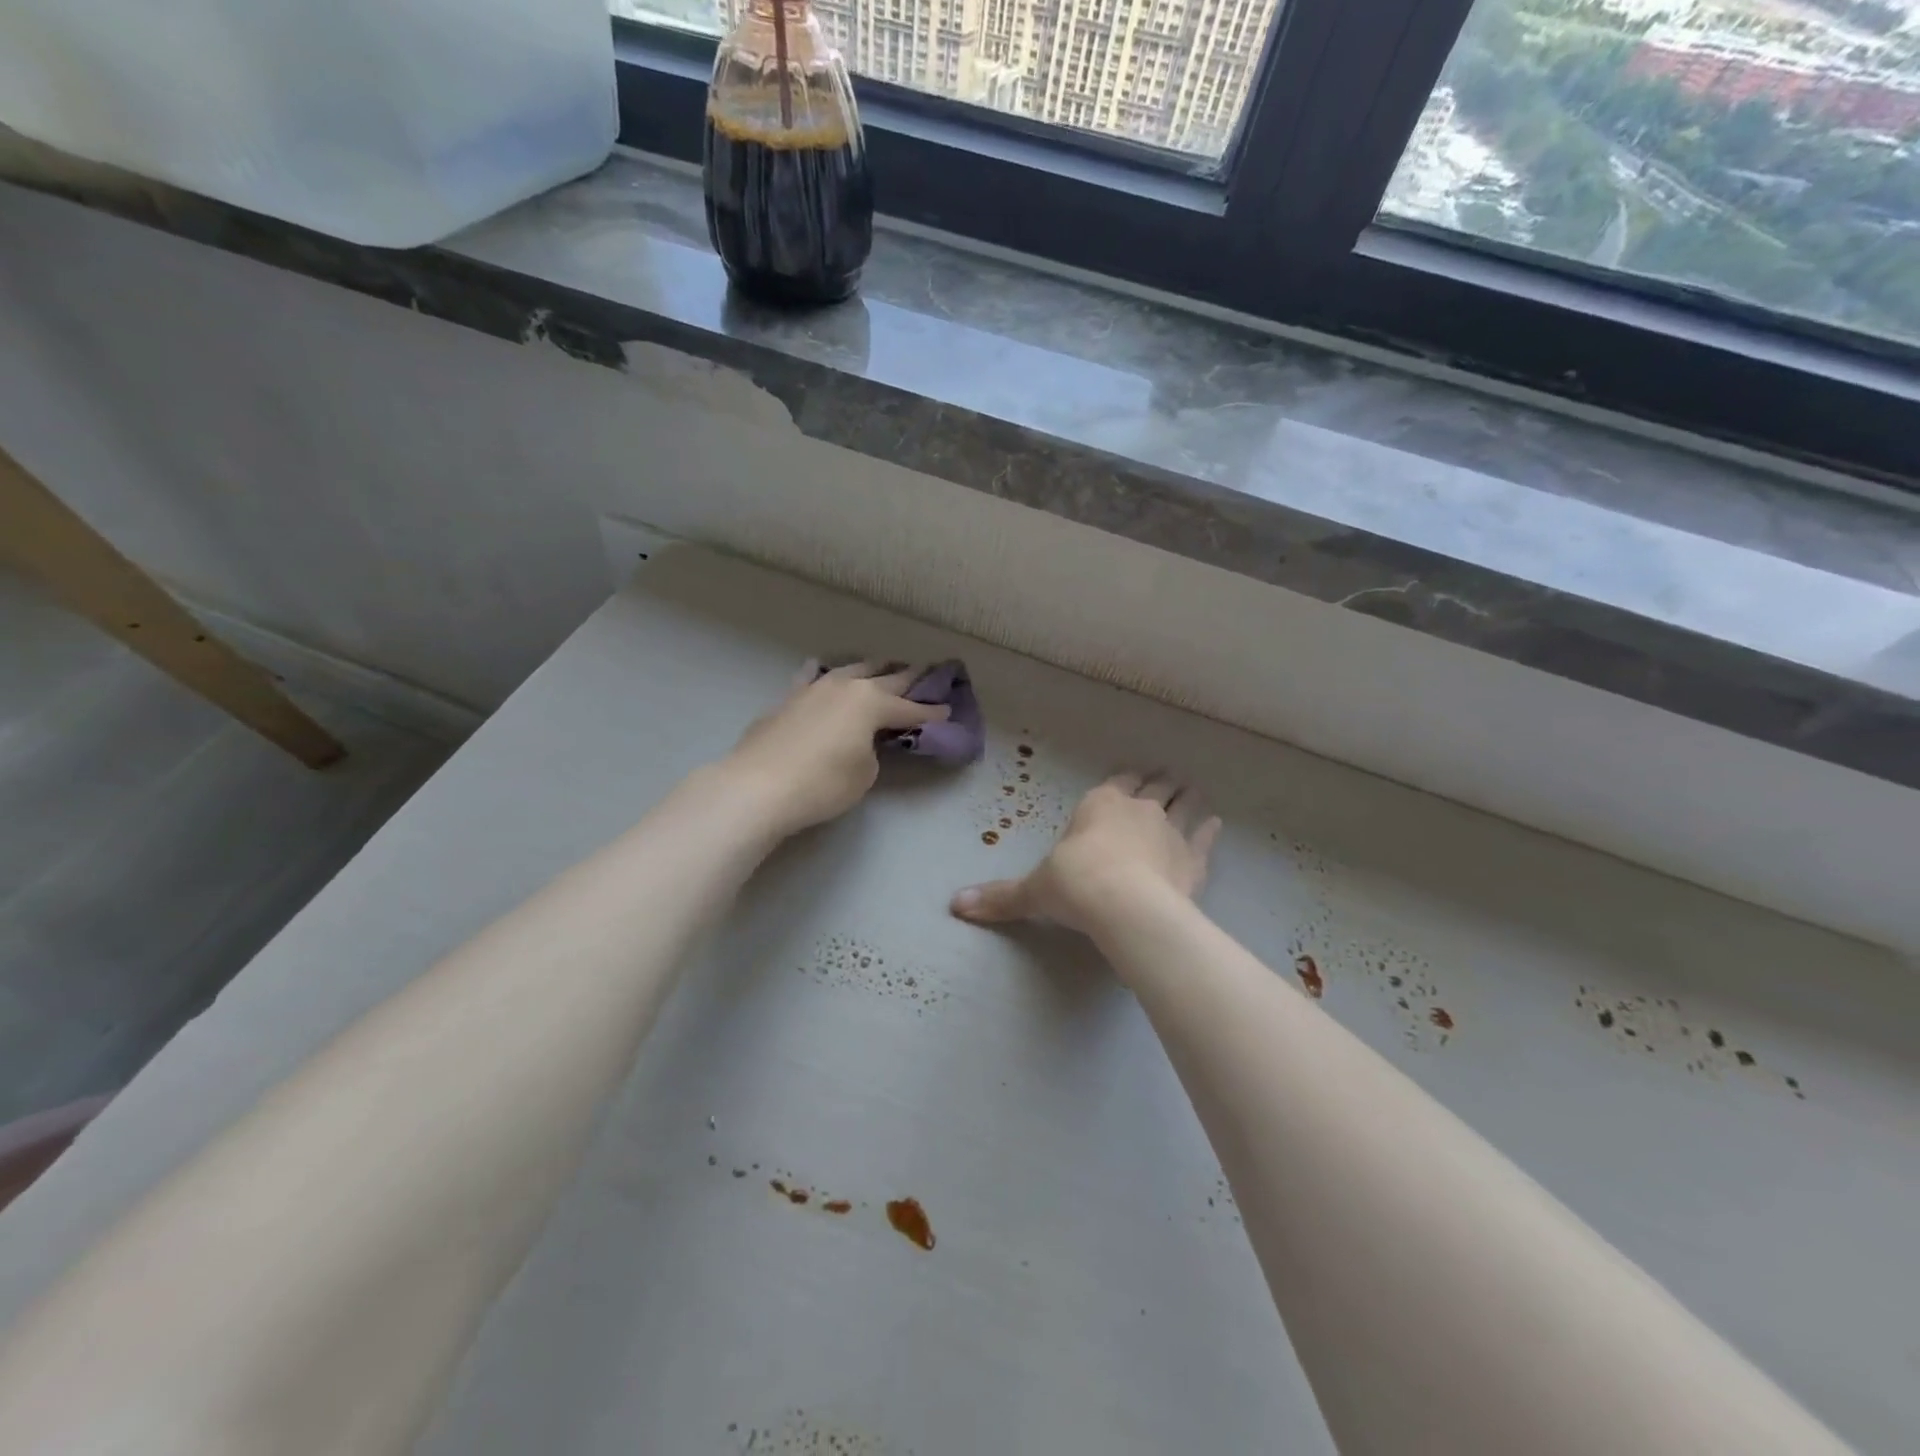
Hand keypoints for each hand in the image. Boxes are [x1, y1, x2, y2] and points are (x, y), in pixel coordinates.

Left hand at [723, 660, 951, 837]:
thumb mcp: (864, 774)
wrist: (758, 786)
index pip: (910, 708)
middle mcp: (845, 687)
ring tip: (882, 667)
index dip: (930, 712)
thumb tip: (862, 741)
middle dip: (907, 677)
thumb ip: (872, 750)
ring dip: (870, 669)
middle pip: (884, 678)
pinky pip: (813, 678)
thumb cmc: (823, 783)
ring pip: (850, 670)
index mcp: (871, 703)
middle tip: (925, 671)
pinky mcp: (788, 699)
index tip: (947, 710)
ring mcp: (814, 689)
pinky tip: (822, 671)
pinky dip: (825, 675)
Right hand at [950, 772, 1220, 935]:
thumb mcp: (1033, 891)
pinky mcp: (1193, 859)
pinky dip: (1209, 830)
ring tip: (1193, 791)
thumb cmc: (1074, 885)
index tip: (1132, 777)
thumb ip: (999, 897)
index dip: (1125, 779)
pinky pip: (1204, 838)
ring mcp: (1170, 830)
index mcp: (1100, 803)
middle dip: (1159, 782)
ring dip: (1187, 797)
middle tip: (1166, 778)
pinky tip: (1214, 824)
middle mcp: (1138, 808)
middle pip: (1154, 787)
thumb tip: (955, 906)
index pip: (1116, 782)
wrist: (1124, 906)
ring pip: (1183, 804)